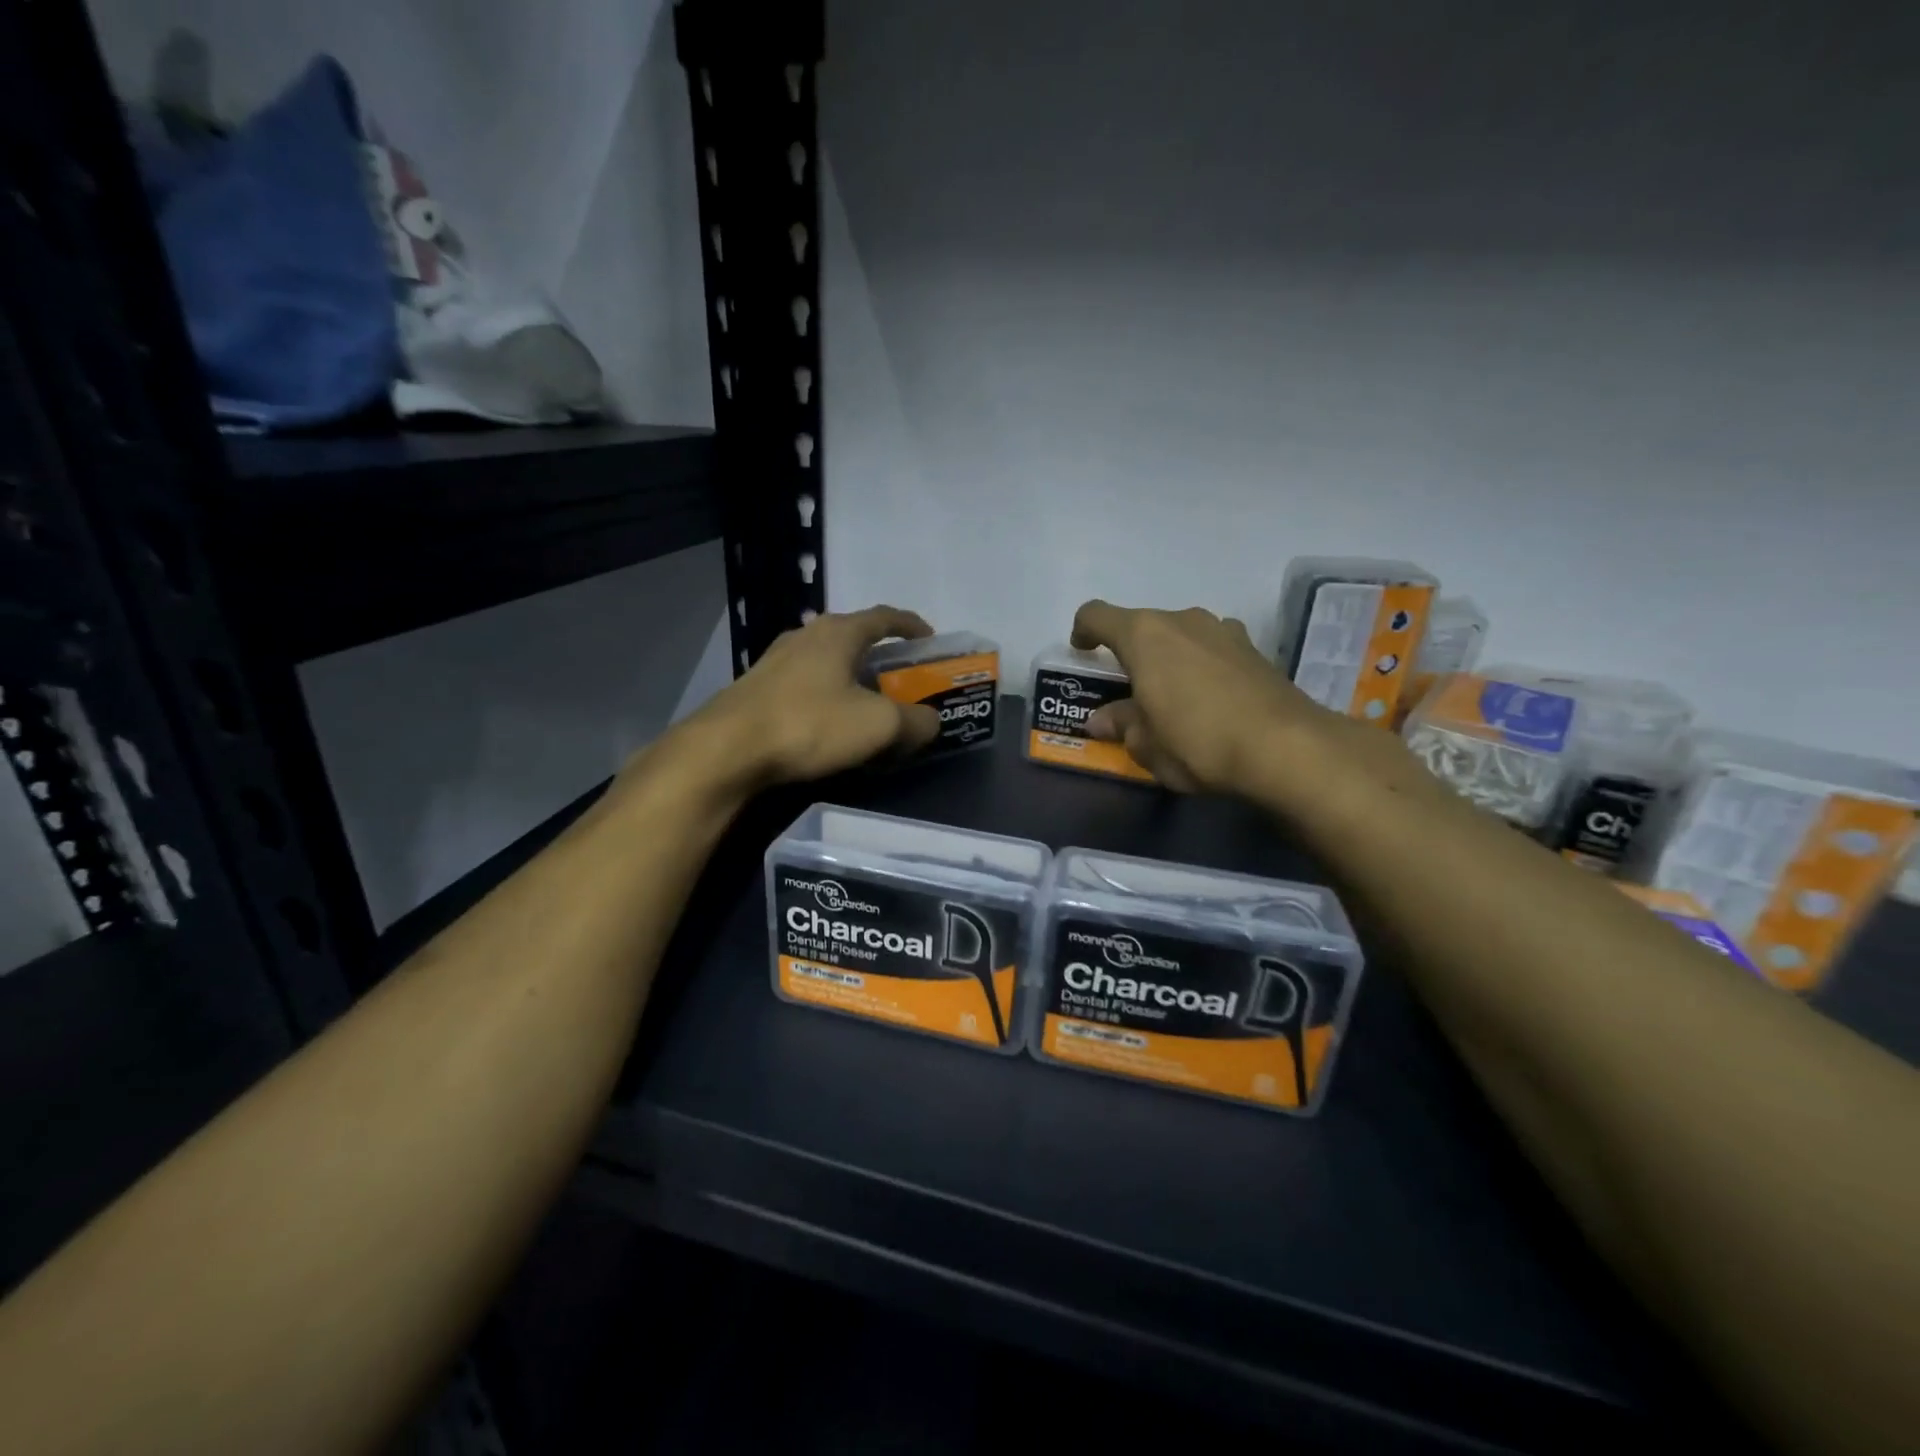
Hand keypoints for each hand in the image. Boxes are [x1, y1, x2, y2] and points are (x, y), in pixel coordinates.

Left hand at [684, 605, 941, 787]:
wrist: (727, 750)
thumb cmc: (810, 724)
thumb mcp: (878, 726)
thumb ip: (915, 721)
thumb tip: (930, 722)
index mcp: (838, 632)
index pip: (884, 617)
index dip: (912, 626)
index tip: (930, 639)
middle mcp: (806, 635)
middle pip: (854, 637)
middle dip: (881, 656)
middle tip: (902, 680)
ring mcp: (775, 660)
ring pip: (826, 661)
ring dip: (851, 677)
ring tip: (867, 703)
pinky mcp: (756, 688)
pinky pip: (805, 684)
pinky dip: (827, 695)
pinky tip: (829, 722)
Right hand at [1070, 600, 1339, 795]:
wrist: (1286, 747)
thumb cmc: (1197, 741)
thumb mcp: (1147, 744)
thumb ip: (1121, 725)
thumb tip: (1103, 720)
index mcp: (1144, 635)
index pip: (1096, 615)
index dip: (1082, 631)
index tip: (1082, 652)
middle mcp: (1182, 620)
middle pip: (1143, 626)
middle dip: (1132, 655)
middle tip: (1130, 692)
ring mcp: (1224, 630)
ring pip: (1181, 636)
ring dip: (1170, 659)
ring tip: (1174, 697)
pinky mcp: (1255, 649)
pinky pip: (1212, 649)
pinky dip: (1202, 667)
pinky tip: (1211, 701)